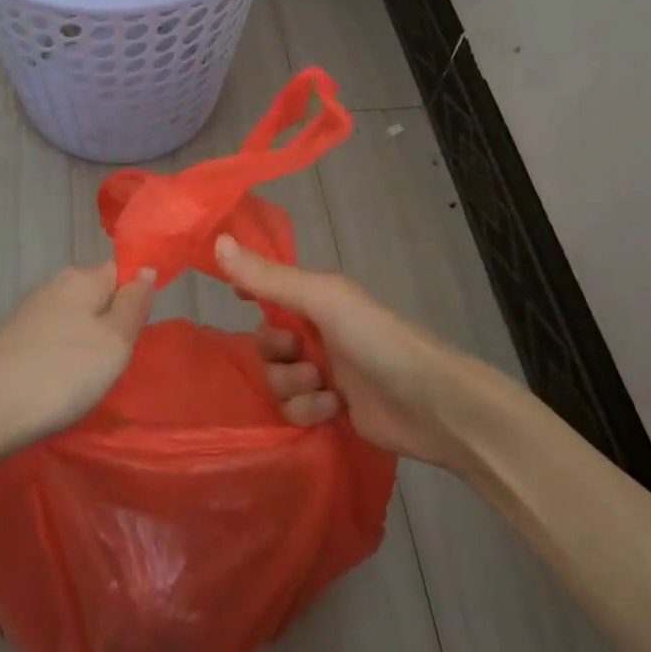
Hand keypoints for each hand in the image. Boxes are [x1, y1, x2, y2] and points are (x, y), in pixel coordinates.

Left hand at [0, 262, 155, 456]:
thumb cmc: (61, 375)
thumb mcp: (115, 342)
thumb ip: (134, 304)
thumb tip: (146, 268)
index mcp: (83, 278)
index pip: (122, 270)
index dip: (135, 297)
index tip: (136, 334)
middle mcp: (55, 284)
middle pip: (97, 294)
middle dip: (111, 321)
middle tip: (115, 363)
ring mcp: (29, 310)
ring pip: (74, 317)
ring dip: (85, 341)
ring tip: (86, 379)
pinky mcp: (11, 337)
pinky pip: (51, 337)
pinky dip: (60, 355)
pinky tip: (57, 382)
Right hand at [215, 234, 474, 468]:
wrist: (433, 405)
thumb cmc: (377, 338)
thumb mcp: (322, 299)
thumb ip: (269, 277)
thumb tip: (217, 241)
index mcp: (314, 298)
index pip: (267, 289)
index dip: (249, 294)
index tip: (238, 301)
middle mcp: (315, 332)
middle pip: (264, 343)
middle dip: (276, 353)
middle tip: (300, 354)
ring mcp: (322, 373)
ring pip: (275, 380)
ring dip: (293, 385)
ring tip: (324, 387)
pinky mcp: (329, 411)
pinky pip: (292, 410)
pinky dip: (308, 410)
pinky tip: (333, 409)